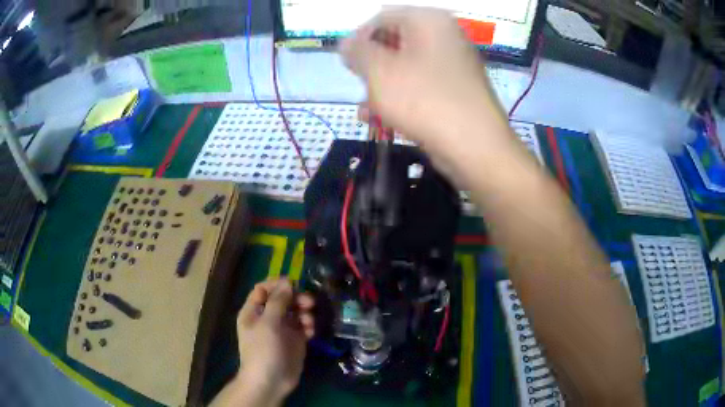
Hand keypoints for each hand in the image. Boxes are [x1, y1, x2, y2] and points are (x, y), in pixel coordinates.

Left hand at [234, 279, 314, 404]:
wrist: (270, 381)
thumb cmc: (263, 350)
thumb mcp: (267, 324)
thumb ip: (278, 302)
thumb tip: (288, 282)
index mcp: (254, 311)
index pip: (263, 289)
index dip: (277, 284)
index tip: (293, 284)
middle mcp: (267, 317)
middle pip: (282, 298)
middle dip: (296, 298)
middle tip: (309, 302)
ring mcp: (282, 329)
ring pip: (295, 311)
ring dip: (304, 312)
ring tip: (309, 320)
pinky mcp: (295, 340)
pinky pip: (303, 325)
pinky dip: (308, 325)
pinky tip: (311, 332)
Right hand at [339, 7, 508, 154]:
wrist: (476, 147)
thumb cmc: (424, 100)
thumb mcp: (379, 71)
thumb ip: (357, 51)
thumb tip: (347, 44)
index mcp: (428, 20)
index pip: (381, 18)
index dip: (358, 39)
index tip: (346, 64)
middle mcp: (444, 36)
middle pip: (394, 42)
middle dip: (370, 67)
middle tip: (359, 87)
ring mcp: (453, 64)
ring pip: (406, 67)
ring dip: (381, 87)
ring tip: (366, 111)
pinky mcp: (457, 90)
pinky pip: (421, 85)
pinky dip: (402, 98)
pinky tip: (384, 120)